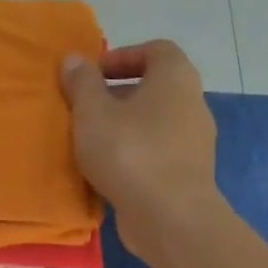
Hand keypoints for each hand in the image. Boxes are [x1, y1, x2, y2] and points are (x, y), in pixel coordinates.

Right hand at [60, 40, 217, 231]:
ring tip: (91, 141)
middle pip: (154, 87)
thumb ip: (82, 82)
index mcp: (175, 77)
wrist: (171, 217)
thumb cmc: (130, 152)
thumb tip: (73, 58)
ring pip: (154, 122)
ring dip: (123, 126)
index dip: (123, 56)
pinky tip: (108, 170)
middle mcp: (192, 103)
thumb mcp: (93, 112)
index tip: (93, 74)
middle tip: (85, 108)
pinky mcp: (188, 173)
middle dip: (117, 94)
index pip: (156, 50)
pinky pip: (156, 151)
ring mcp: (194, 141)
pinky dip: (133, 153)